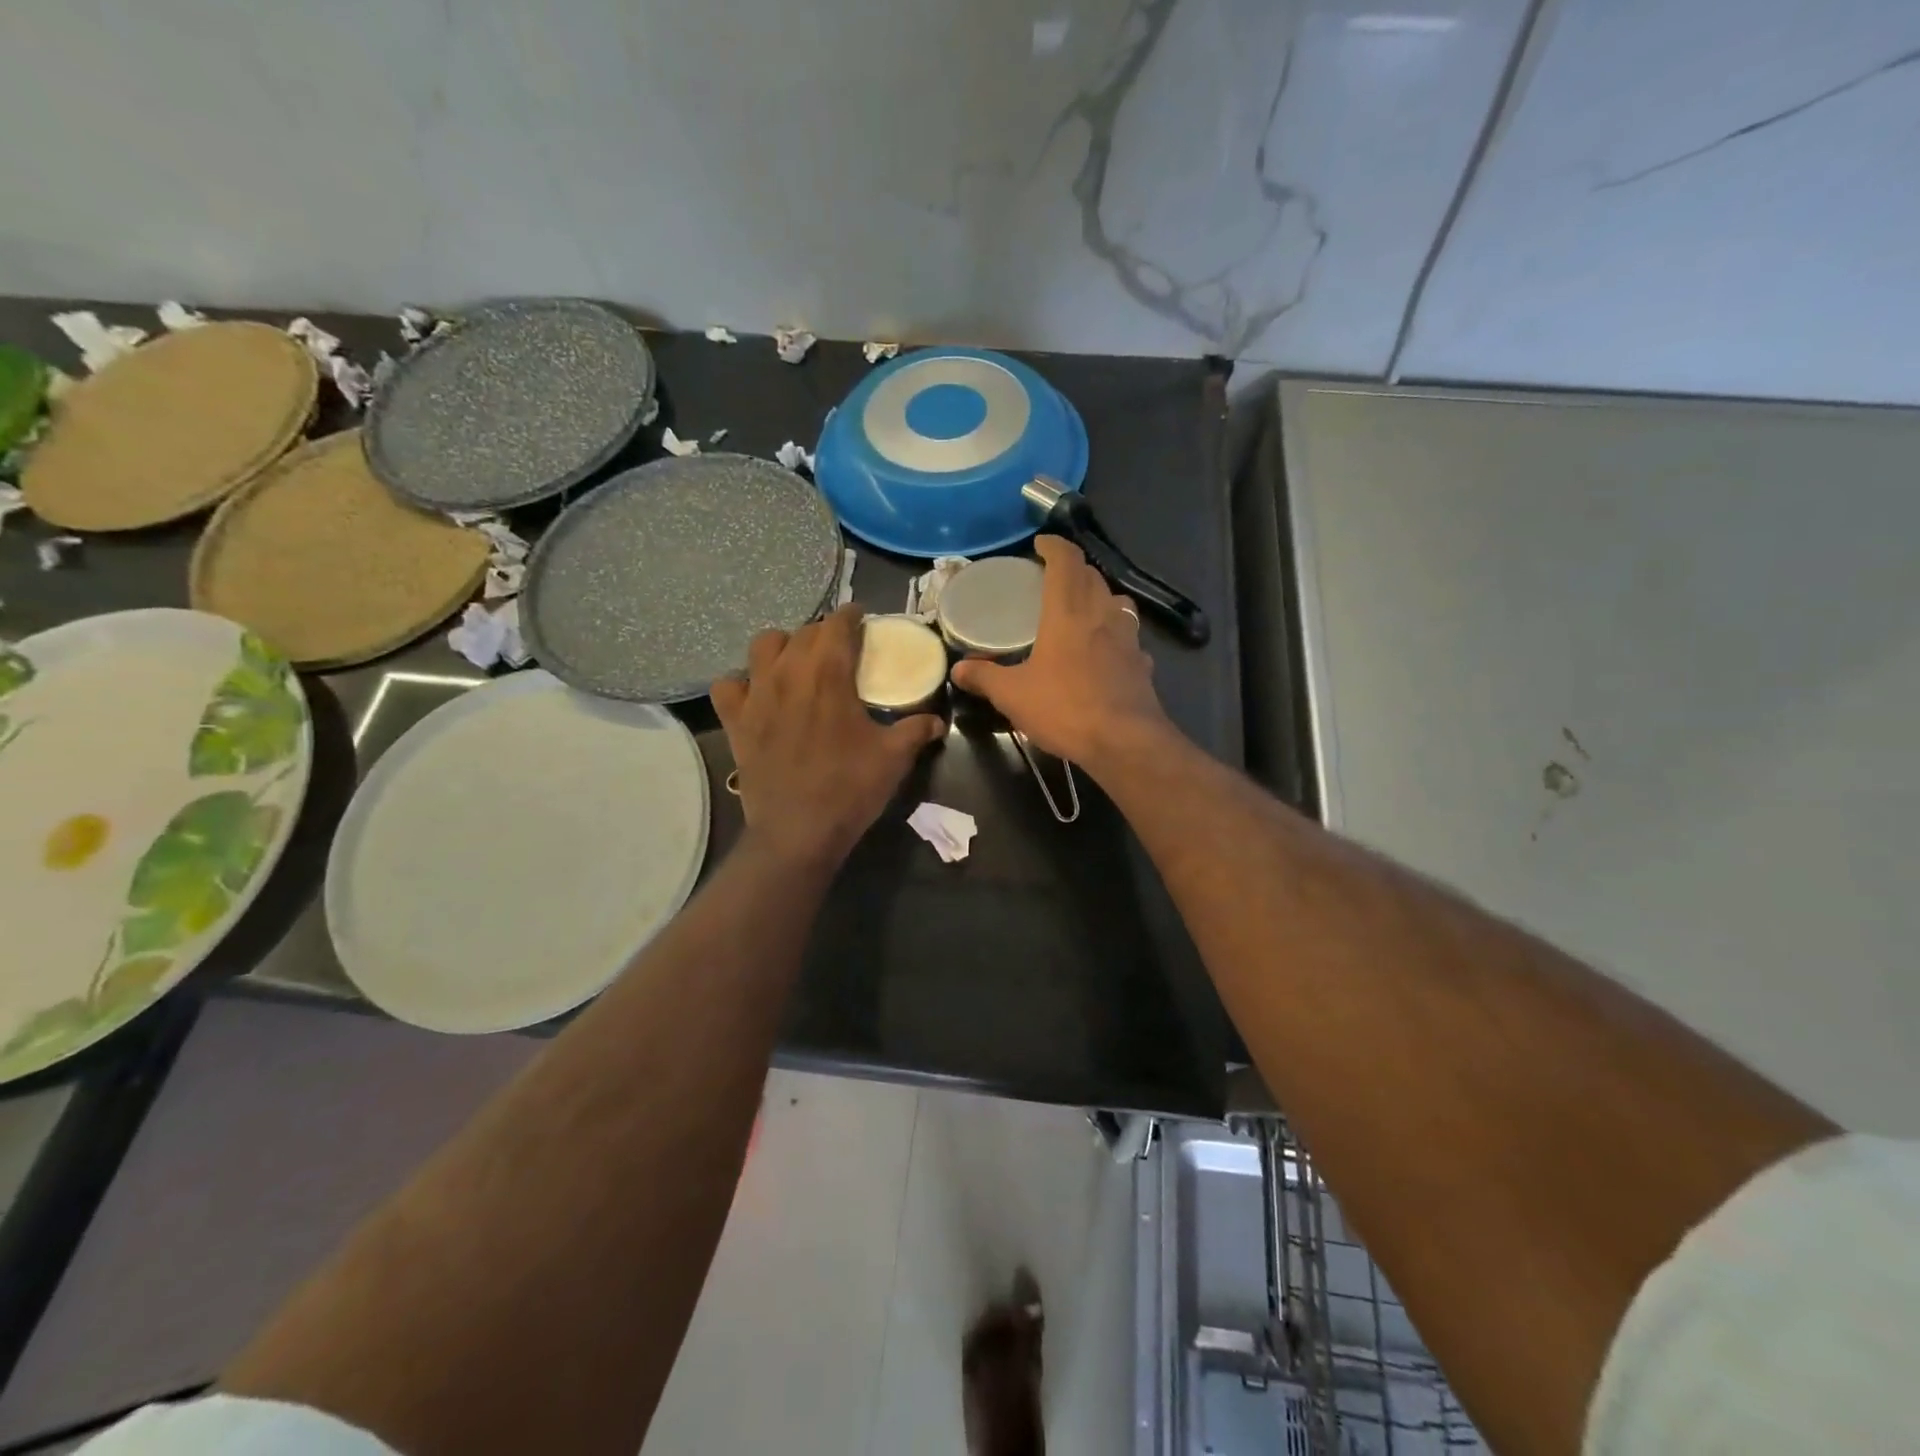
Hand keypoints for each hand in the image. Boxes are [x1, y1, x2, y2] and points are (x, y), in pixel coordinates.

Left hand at [712, 605, 943, 868]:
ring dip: (783, 646)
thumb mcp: (894, 758)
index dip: (851, 616)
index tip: (861, 618)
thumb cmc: (850, 789)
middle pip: (803, 632)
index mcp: (829, 675)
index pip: (837, 625)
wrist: (798, 832)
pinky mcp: (736, 721)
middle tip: (839, 648)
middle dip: (823, 632)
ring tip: (797, 661)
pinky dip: (741, 683)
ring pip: (763, 645)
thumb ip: (916, 730)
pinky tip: (757, 694)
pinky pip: (728, 685)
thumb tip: (937, 719)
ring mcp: (756, 696)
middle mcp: (789, 674)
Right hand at [950, 536, 1173, 770]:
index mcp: (1068, 613)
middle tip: (1053, 578)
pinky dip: (1116, 634)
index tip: (1041, 543)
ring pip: (1117, 602)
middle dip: (1074, 569)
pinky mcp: (1143, 664)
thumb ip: (985, 677)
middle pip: (1093, 576)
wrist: (1125, 742)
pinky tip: (1106, 652)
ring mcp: (1128, 639)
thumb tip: (958, 669)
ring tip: (1082, 609)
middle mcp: (1102, 615)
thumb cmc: (1065, 709)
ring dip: (1100, 596)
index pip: (1066, 561)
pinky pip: (1129, 637)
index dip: (1054, 546)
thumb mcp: (1013, 695)